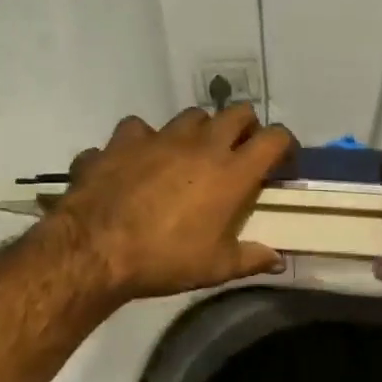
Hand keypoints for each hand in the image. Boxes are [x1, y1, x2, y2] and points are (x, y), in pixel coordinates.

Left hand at [45, 106, 297, 302]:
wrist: (96, 249)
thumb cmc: (165, 259)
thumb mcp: (216, 268)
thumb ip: (251, 259)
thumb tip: (278, 261)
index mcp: (232, 172)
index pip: (274, 138)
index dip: (286, 145)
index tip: (282, 162)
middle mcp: (201, 144)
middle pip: (237, 113)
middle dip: (245, 127)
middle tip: (239, 153)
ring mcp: (160, 137)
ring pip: (191, 115)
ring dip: (198, 130)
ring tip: (190, 154)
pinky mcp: (123, 140)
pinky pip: (138, 129)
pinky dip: (142, 141)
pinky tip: (136, 159)